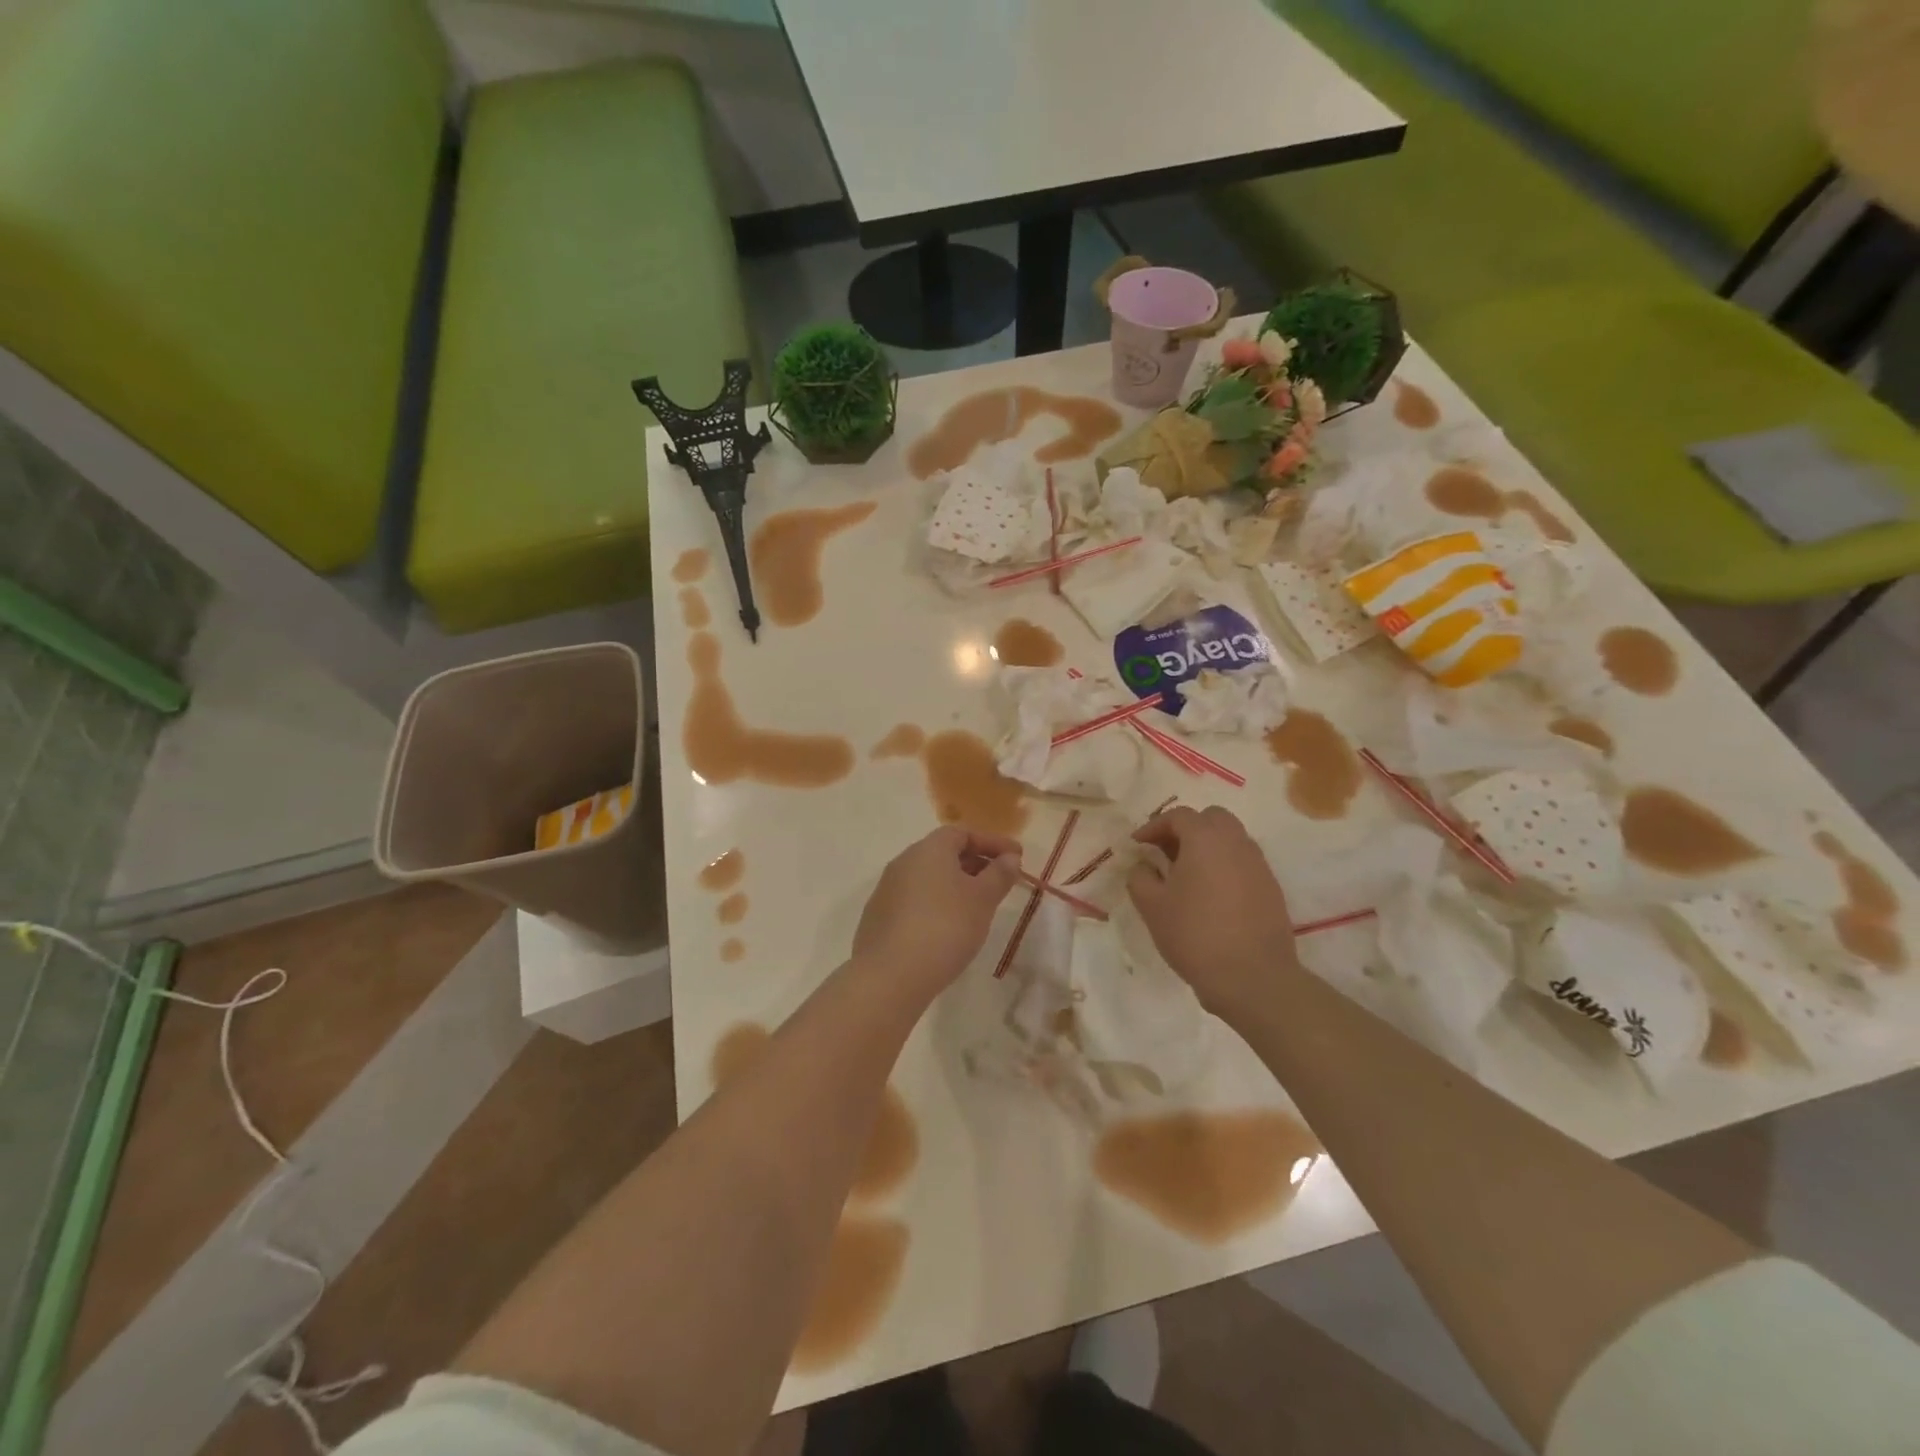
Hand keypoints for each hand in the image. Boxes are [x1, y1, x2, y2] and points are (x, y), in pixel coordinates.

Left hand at [852, 826, 1022, 1002]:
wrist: (890, 975)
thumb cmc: (945, 927)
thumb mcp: (982, 899)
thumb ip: (999, 874)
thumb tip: (1010, 857)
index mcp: (928, 850)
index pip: (963, 833)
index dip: (992, 842)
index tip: (1016, 857)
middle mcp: (904, 862)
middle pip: (944, 853)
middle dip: (975, 863)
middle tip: (1000, 881)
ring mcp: (887, 890)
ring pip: (929, 878)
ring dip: (955, 885)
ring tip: (978, 906)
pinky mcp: (879, 918)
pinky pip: (915, 901)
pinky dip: (937, 904)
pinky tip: (949, 928)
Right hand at [1129, 806, 1298, 1023]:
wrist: (1252, 977)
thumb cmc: (1195, 935)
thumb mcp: (1152, 906)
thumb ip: (1140, 877)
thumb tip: (1144, 865)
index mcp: (1205, 839)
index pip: (1178, 815)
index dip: (1154, 826)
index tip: (1138, 845)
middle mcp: (1236, 843)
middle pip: (1212, 818)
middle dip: (1187, 828)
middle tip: (1166, 851)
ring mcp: (1259, 865)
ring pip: (1232, 839)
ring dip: (1208, 846)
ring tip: (1187, 874)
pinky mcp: (1271, 888)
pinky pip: (1244, 863)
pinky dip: (1225, 866)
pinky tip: (1211, 895)